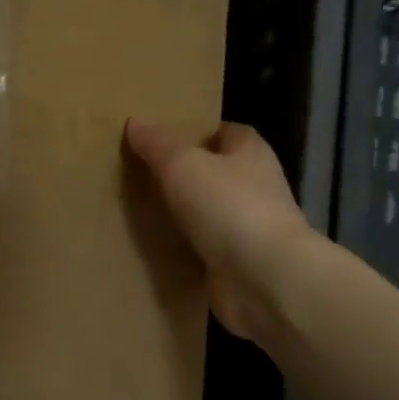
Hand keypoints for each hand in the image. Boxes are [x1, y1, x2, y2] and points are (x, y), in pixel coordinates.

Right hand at [124, 118, 312, 345]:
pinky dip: (186, 250)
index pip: (229, 132)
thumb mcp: (183, 165)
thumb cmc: (228, 206)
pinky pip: (206, 250)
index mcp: (251, 153)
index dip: (201, 132)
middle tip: (145, 174)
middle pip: (219, 173)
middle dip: (189, 174)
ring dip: (186, 214)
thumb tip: (135, 121)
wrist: (262, 278)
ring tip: (143, 210)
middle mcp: (257, 187)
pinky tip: (157, 249)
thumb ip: (158, 144)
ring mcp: (250, 229)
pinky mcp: (238, 265)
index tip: (166, 139)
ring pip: (212, 213)